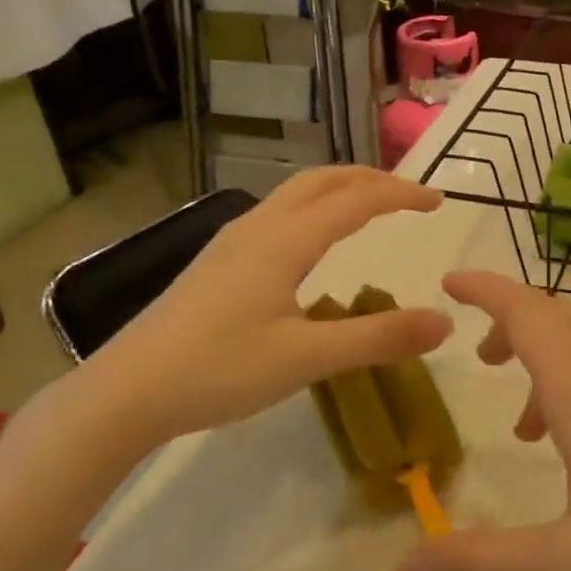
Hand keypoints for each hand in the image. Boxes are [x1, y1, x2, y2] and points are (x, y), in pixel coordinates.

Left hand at [77, 169, 452, 446]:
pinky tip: (311, 245)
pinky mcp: (216, 263)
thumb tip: (444, 322)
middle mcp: (258, 228)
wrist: (126, 391)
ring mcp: (231, 243)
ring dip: (338, 190)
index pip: (355, 200)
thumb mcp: (307, 358)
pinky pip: (276, 215)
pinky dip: (312, 210)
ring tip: (368, 207)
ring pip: (294, 195)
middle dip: (369, 179)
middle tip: (408, 194)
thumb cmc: (219, 370)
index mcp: (284, 241)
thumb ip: (378, 338)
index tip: (438, 201)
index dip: (400, 195)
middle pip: (321, 181)